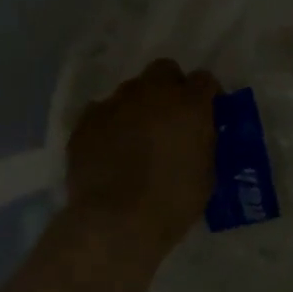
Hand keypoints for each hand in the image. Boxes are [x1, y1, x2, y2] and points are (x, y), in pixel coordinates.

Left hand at [66, 58, 219, 248]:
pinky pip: (101, 112)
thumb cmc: (172, 202)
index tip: (206, 114)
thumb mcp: (207, 172)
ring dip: (138, 106)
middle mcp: (153, 93)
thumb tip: (197, 135)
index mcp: (190, 104)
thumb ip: (203, 142)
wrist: (116, 221)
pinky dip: (109, 124)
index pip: (204, 80)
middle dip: (170, 87)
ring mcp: (116, 103)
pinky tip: (109, 149)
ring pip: (131, 90)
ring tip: (136, 137)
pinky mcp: (86, 121)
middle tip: (170, 117)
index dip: (206, 95)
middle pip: (164, 70)